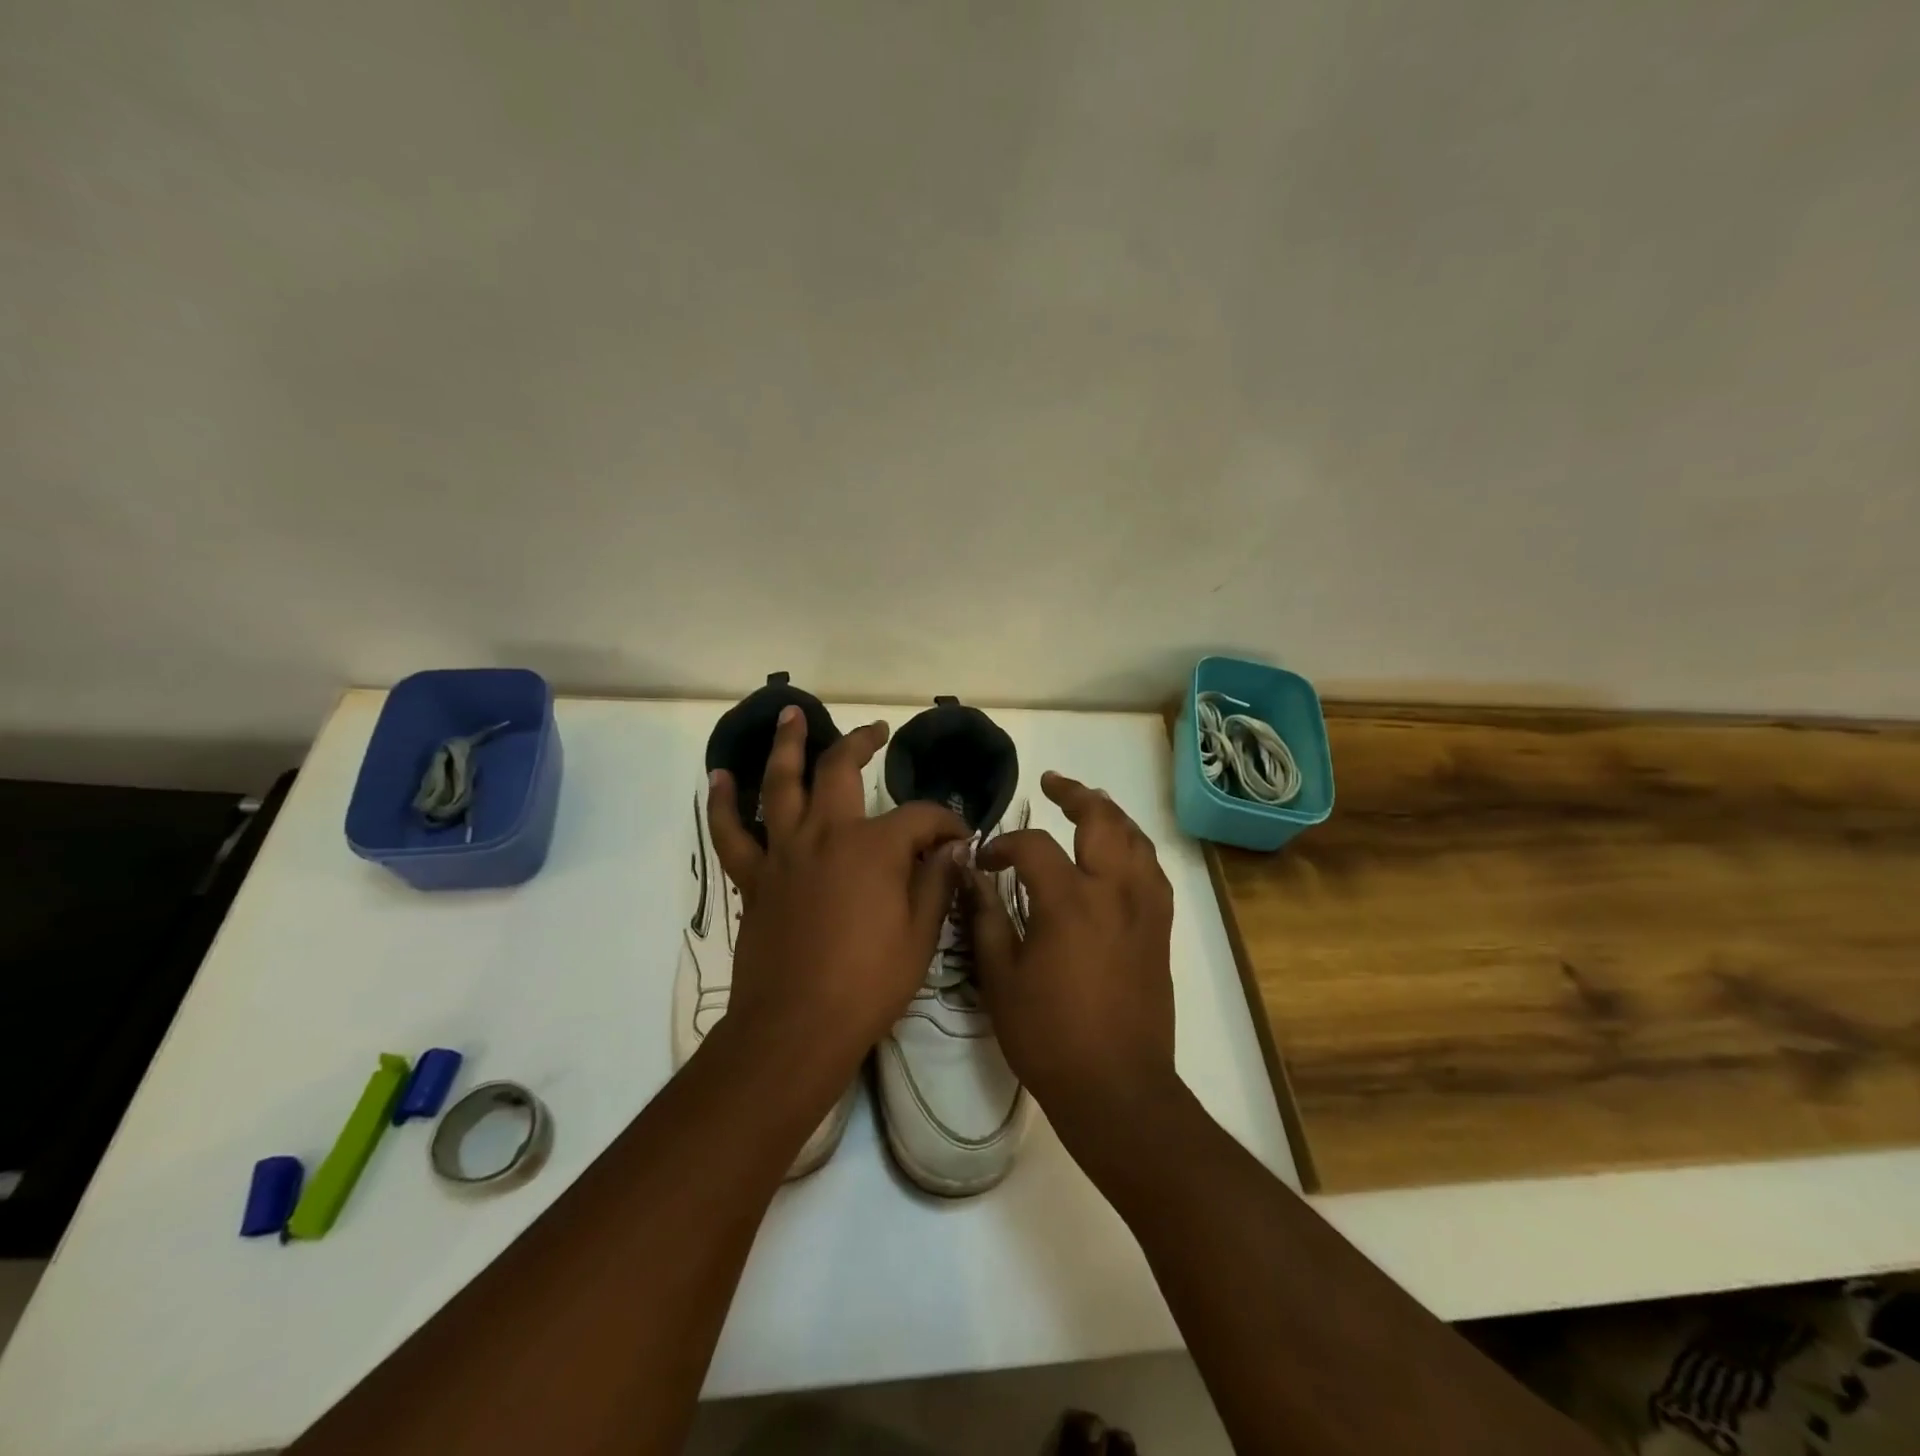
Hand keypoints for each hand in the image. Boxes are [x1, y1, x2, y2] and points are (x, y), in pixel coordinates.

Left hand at [707, 707, 969, 1073]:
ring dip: (787, 746)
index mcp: (874, 847)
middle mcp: (826, 834)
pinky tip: (720, 777)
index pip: (920, 816)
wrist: (796, 1028)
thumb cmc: (869, 983)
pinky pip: (732, 833)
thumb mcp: (921, 935)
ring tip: (790, 714)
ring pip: (781, 784)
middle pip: (841, 770)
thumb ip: (936, 881)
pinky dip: (723, 803)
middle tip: (875, 730)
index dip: (945, 821)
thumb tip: (951, 847)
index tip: (960, 838)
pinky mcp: (755, 878)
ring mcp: (784, 852)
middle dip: (862, 743)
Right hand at [966, 771, 1177, 1129]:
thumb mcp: (1001, 978)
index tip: (985, 861)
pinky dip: (1134, 848)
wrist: (1117, 1088)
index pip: (1034, 846)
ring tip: (1089, 804)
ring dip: (1110, 814)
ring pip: (1135, 839)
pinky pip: (1152, 870)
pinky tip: (1121, 853)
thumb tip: (971, 876)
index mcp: (1069, 901)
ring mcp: (1145, 908)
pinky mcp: (1161, 929)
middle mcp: (1114, 891)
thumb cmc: (1049, 1036)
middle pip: (1102, 819)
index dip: (1005, 845)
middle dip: (1076, 794)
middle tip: (1053, 783)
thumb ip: (986, 918)